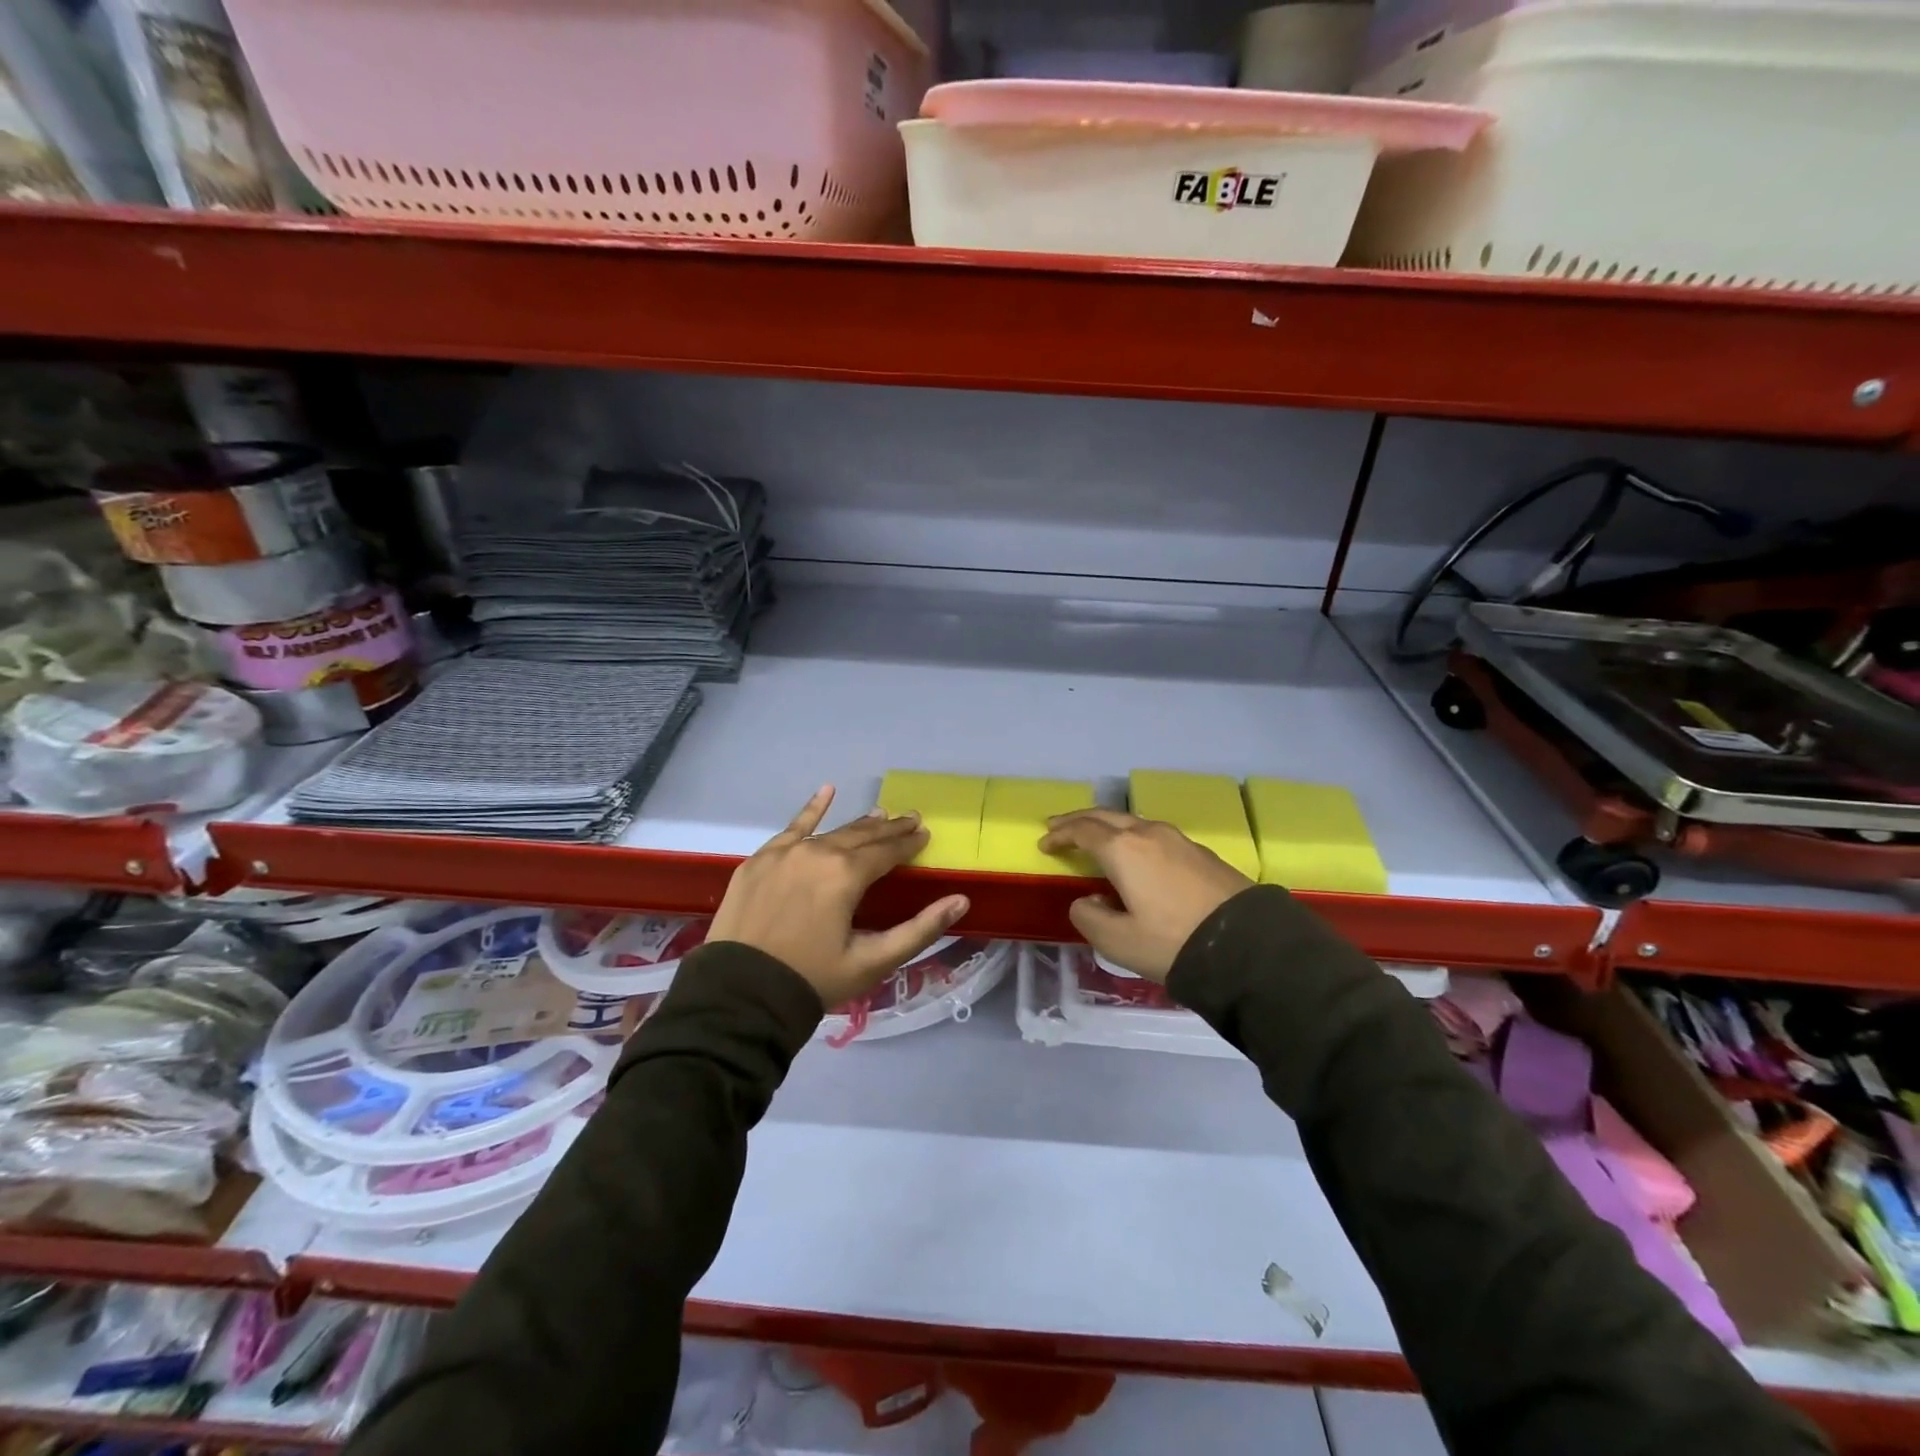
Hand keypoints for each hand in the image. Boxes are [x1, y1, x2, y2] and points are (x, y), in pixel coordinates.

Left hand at [707, 787, 970, 1009]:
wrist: (739, 995)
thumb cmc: (812, 979)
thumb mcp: (873, 961)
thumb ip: (920, 929)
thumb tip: (961, 901)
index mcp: (847, 875)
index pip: (887, 852)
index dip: (909, 843)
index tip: (925, 834)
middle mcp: (818, 853)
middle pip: (862, 836)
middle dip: (889, 829)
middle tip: (910, 819)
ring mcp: (785, 853)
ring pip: (831, 832)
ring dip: (858, 824)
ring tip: (880, 814)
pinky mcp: (760, 860)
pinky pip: (792, 828)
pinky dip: (810, 810)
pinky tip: (826, 791)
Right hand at [1039, 810, 1252, 981]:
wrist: (1248, 945)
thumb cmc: (1173, 942)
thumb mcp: (1119, 942)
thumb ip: (1090, 918)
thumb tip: (1087, 901)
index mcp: (1123, 850)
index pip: (1083, 831)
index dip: (1060, 835)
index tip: (1044, 844)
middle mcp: (1148, 834)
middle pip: (1106, 816)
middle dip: (1079, 820)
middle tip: (1058, 826)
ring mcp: (1178, 840)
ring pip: (1132, 821)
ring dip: (1107, 825)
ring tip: (1095, 837)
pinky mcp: (1200, 852)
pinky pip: (1154, 834)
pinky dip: (1132, 836)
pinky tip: (1135, 854)